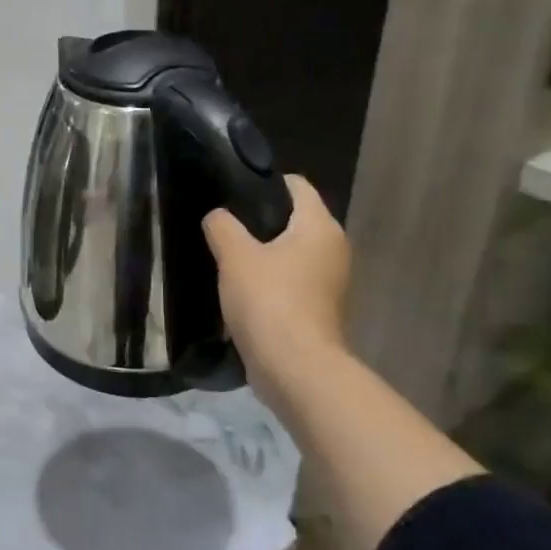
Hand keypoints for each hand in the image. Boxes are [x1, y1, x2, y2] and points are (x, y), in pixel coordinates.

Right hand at [202, 175, 350, 399]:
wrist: (295, 368)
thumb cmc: (269, 300)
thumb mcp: (235, 256)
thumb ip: (222, 226)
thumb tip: (217, 216)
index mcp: (320, 226)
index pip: (296, 185)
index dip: (264, 182)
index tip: (231, 190)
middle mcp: (333, 248)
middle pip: (293, 219)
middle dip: (259, 219)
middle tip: (222, 224)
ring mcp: (329, 282)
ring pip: (291, 252)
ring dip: (262, 253)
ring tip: (225, 255)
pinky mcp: (318, 309)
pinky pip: (290, 281)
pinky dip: (269, 280)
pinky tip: (239, 288)